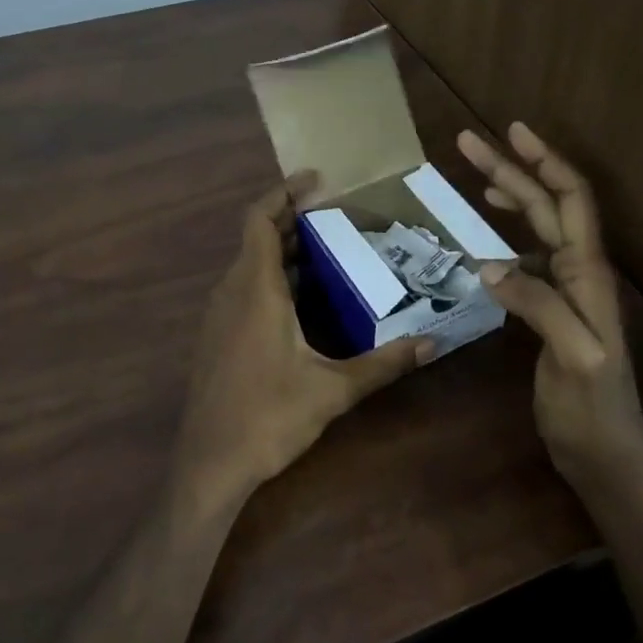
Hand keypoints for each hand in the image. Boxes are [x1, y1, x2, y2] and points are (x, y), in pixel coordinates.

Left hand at [173, 173, 429, 518]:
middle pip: (258, 237)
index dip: (283, 192)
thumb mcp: (333, 389)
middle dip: (293, 219)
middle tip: (336, 216)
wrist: (209, 463)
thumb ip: (383, 363)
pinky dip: (272, 276)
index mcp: (255, 288)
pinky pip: (244, 287)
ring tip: (328, 251)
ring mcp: (219, 313)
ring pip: (250, 264)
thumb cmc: (268, 417)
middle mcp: (232, 290)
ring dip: (284, 250)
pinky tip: (302, 300)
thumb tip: (433, 344)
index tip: (315, 179)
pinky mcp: (217, 335)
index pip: (260, 219)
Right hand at [457, 123, 642, 497]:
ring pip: (539, 224)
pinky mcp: (553, 307)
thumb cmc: (594, 410)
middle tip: (467, 141)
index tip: (512, 131)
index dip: (545, 161)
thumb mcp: (573, 359)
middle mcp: (581, 270)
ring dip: (510, 192)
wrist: (607, 455)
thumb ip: (538, 306)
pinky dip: (507, 232)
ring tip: (477, 171)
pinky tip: (486, 236)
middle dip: (511, 167)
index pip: (571, 200)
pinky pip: (529, 253)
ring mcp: (567, 288)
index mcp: (589, 273)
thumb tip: (486, 264)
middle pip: (548, 203)